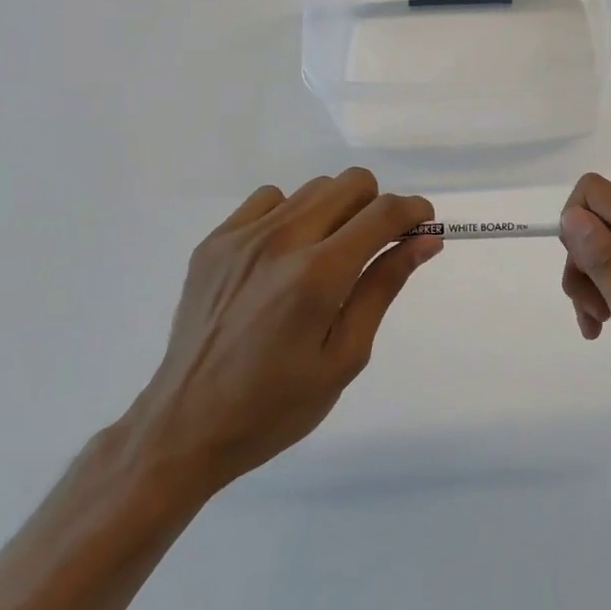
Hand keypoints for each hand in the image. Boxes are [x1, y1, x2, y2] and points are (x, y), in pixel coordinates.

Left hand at [125, 169, 439, 500]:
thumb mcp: (346, 356)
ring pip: (314, 188)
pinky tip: (286, 256)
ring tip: (327, 257)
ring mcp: (242, 237)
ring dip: (337, 211)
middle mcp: (281, 241)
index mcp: (317, 275)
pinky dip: (293, 215)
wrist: (185, 426)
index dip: (414, 211)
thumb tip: (425, 242)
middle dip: (377, 207)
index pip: (383, 212)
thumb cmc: (276, 404)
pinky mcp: (215, 241)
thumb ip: (383, 287)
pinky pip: (271, 199)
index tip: (423, 227)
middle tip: (375, 248)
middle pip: (351, 183)